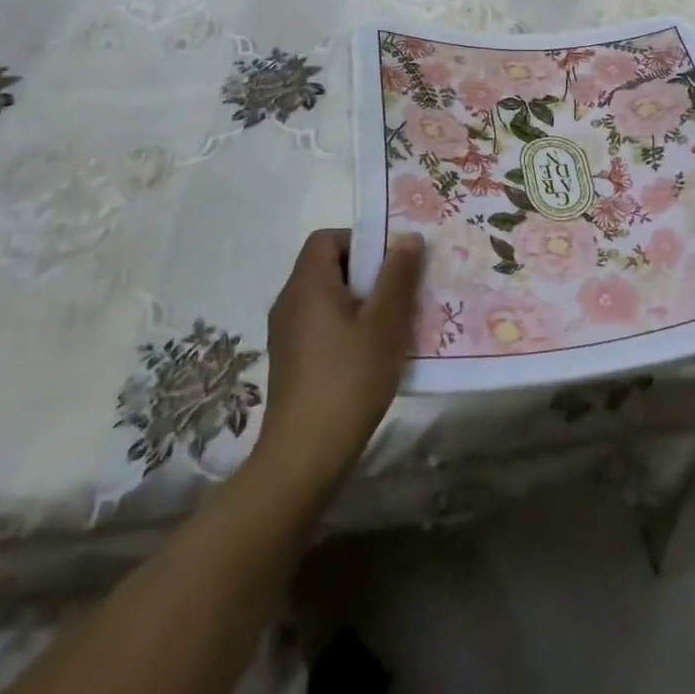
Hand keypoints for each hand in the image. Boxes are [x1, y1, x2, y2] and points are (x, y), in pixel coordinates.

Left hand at [255, 228, 424, 494]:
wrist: (304, 456)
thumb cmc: (348, 378)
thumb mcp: (384, 323)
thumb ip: (397, 275)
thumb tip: (408, 237)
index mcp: (308, 284)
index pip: (326, 238)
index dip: (360, 240)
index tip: (390, 263)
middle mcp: (289, 301)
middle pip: (328, 266)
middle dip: (367, 273)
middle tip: (401, 291)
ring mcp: (286, 334)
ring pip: (327, 298)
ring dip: (360, 302)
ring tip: (394, 323)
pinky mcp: (290, 361)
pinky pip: (321, 325)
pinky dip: (346, 327)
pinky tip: (372, 354)